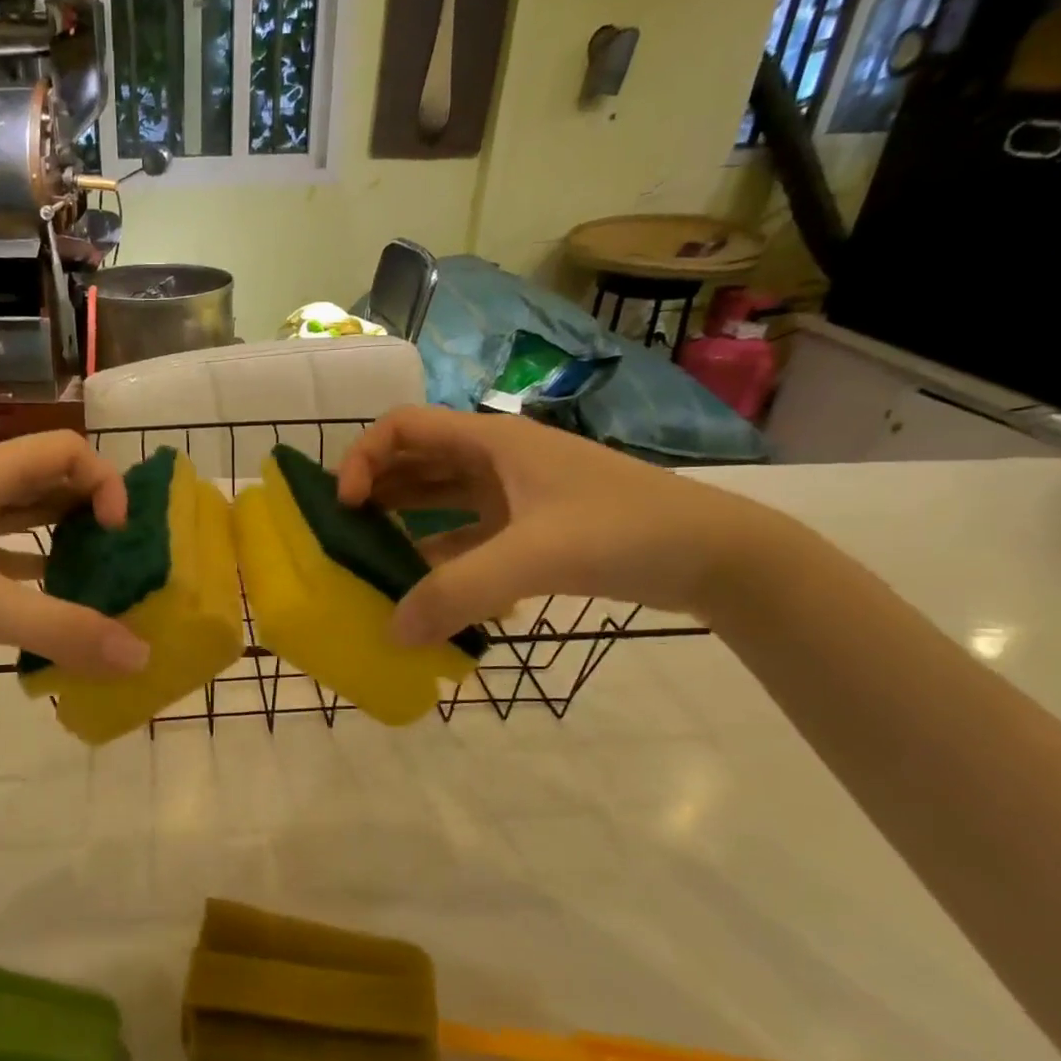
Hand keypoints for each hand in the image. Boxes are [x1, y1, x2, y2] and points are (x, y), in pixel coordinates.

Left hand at [0, 431, 152, 682]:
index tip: (117, 534)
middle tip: (117, 552)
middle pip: (46, 475)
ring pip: (19, 509)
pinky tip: (42, 592)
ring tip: (92, 571)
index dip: (105, 482)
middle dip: (88, 508)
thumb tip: (140, 658)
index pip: (67, 450)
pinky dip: (25, 560)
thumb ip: (65, 630)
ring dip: (58, 532)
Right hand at [337, 406, 780, 642]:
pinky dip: (440, 555)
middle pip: (415, 461)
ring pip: (439, 498)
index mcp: (490, 441)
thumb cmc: (624, 531)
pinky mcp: (531, 528)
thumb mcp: (536, 556)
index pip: (402, 427)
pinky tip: (425, 589)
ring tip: (370, 561)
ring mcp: (514, 495)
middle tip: (343, 535)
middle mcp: (495, 460)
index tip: (346, 504)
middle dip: (375, 491)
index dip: (363, 457)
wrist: (717, 555)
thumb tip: (392, 633)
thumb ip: (459, 592)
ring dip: (403, 522)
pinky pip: (467, 535)